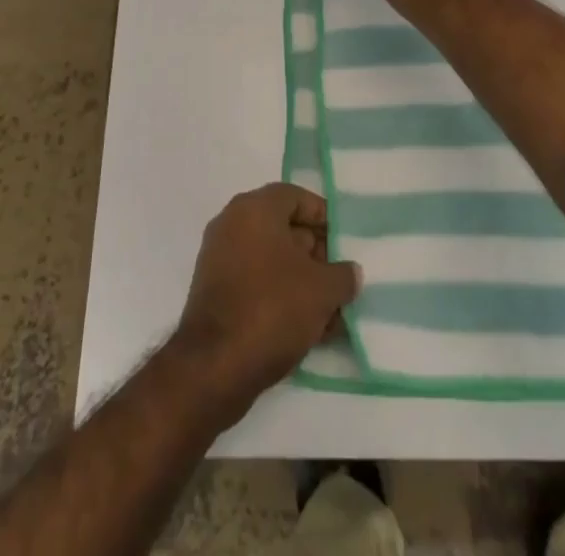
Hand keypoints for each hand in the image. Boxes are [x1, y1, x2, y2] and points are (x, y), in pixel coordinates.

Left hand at [173, 184, 359, 424]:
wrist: (214, 367)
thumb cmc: (272, 309)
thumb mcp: (322, 290)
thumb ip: (343, 275)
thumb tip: (350, 272)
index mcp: (254, 208)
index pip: (296, 197)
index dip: (323, 217)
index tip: (344, 242)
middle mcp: (232, 224)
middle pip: (283, 228)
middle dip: (315, 253)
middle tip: (340, 279)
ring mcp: (220, 259)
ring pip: (271, 260)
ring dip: (301, 280)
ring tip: (330, 312)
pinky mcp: (215, 292)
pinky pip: (256, 283)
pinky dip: (280, 296)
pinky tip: (307, 328)